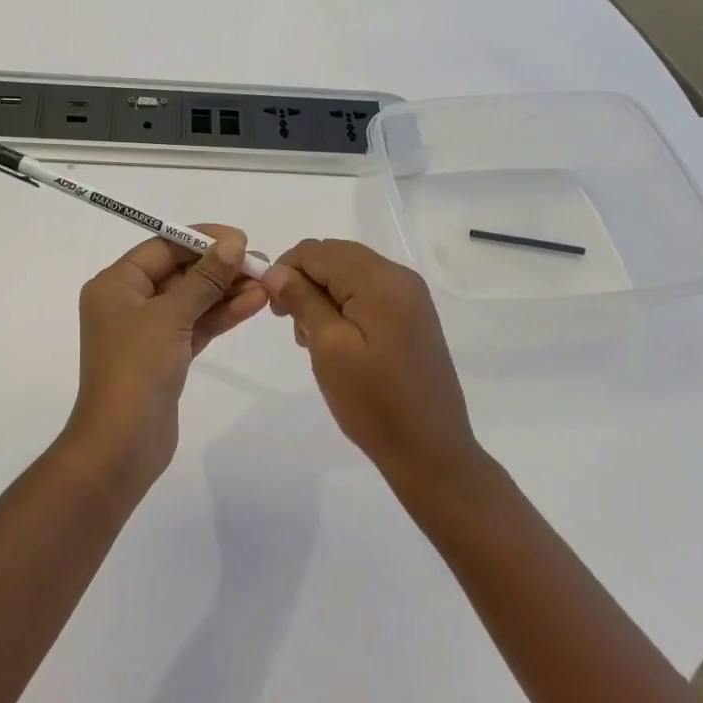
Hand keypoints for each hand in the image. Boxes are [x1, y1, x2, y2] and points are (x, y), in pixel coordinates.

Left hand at [67, 226, 268, 491]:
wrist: (121, 446)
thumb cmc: (136, 369)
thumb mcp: (170, 316)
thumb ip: (204, 278)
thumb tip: (233, 243)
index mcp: (116, 284)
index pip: (162, 247)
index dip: (201, 239)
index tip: (240, 239)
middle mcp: (128, 302)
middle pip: (179, 272)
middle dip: (219, 267)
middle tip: (261, 263)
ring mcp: (148, 331)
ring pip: (192, 300)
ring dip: (227, 291)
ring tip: (267, 282)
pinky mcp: (166, 356)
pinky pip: (196, 325)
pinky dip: (222, 315)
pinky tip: (254, 303)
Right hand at [261, 239, 481, 482]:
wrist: (430, 452)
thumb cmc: (374, 402)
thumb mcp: (328, 348)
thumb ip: (302, 300)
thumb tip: (275, 270)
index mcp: (380, 280)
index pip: (317, 251)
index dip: (285, 269)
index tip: (272, 307)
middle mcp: (399, 277)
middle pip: (335, 256)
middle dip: (305, 280)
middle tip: (289, 322)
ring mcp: (410, 296)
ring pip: (350, 272)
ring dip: (322, 293)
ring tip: (311, 337)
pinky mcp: (413, 315)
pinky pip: (368, 291)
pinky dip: (344, 304)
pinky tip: (336, 339)